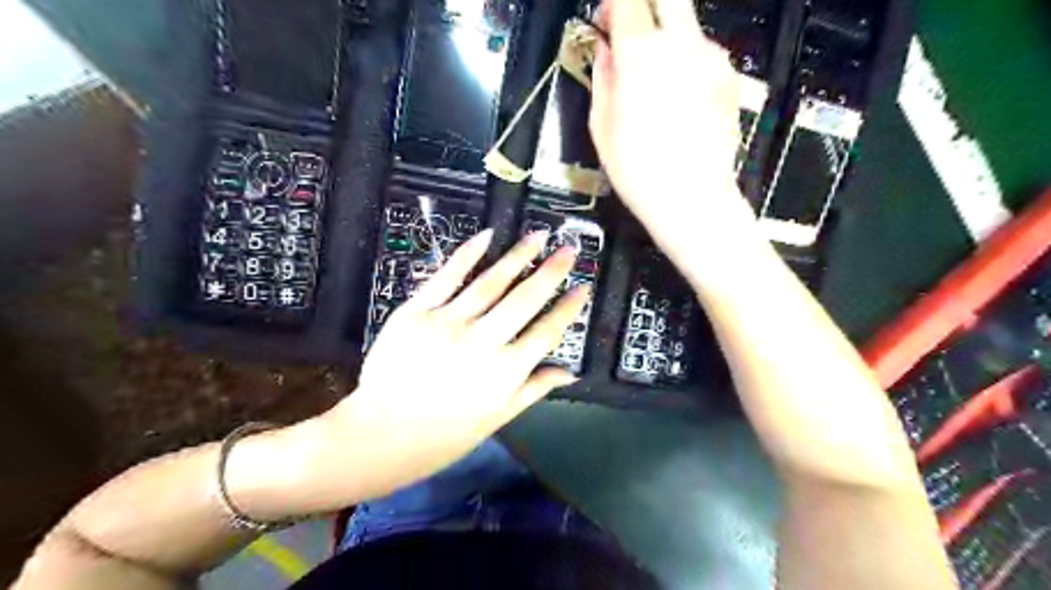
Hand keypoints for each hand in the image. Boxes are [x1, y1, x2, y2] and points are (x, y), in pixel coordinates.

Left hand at [325, 228, 587, 497]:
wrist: (382, 436)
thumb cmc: (445, 435)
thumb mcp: (497, 418)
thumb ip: (534, 389)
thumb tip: (571, 373)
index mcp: (506, 371)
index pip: (547, 332)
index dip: (568, 308)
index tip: (583, 287)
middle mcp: (483, 342)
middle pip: (525, 299)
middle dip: (552, 272)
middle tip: (570, 250)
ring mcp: (449, 322)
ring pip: (491, 282)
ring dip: (518, 256)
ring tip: (539, 236)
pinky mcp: (417, 311)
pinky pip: (446, 277)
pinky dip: (468, 254)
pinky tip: (487, 236)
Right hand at [591, 0, 754, 253]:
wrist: (694, 200)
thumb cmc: (639, 170)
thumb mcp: (602, 127)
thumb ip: (603, 78)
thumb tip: (606, 52)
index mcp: (641, 53)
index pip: (627, 0)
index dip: (613, 6)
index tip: (605, 23)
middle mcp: (682, 43)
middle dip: (646, 6)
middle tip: (631, 32)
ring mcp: (713, 59)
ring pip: (688, 26)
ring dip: (668, 39)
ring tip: (655, 81)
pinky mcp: (731, 78)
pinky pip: (704, 55)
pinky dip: (688, 64)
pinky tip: (679, 101)